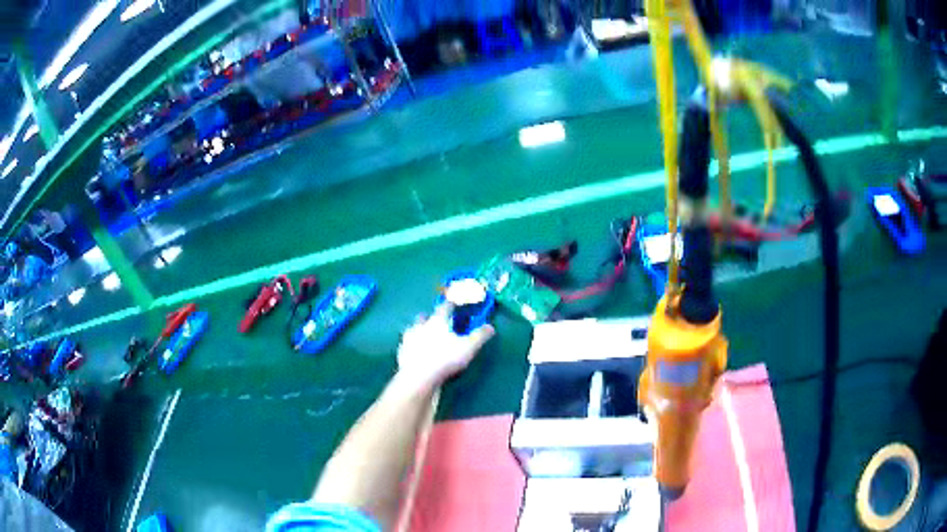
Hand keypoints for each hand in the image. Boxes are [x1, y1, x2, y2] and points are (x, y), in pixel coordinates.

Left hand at [397, 303, 494, 390]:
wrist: (418, 377)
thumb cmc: (445, 359)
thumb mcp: (468, 347)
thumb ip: (479, 336)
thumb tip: (490, 327)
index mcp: (437, 321)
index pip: (445, 307)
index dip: (451, 303)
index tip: (454, 301)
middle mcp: (420, 326)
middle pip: (424, 316)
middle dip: (430, 317)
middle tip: (436, 321)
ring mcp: (408, 339)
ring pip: (413, 329)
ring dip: (418, 330)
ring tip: (424, 336)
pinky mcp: (401, 352)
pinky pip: (406, 345)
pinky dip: (411, 346)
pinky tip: (415, 351)